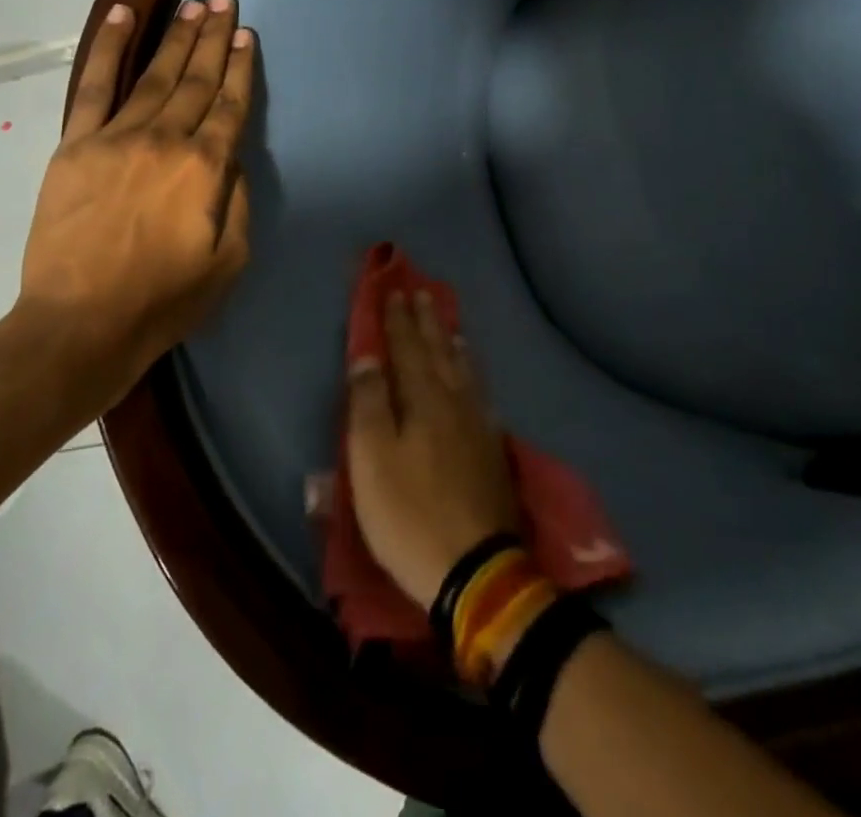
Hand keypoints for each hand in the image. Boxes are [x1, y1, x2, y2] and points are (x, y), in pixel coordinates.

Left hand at [18, 0, 254, 410]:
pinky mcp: (76, 144)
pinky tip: (124, 16)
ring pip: (155, 75)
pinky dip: (109, 48)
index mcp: (205, 168)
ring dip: (178, 38)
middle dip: (214, 38)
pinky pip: (94, 85)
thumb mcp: (229, 260)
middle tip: (226, 1)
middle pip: (196, 80)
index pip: (230, 105)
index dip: (241, 68)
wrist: (81, 323)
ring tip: (195, 6)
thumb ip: (236, 200)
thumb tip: (230, 156)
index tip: (247, 36)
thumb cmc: (163, 299)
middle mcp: (165, 139)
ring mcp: (117, 136)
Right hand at [347, 289, 519, 606]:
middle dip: (427, 322)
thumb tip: (368, 357)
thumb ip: (369, 402)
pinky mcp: (492, 451)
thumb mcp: (372, 459)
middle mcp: (454, 402)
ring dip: (452, 344)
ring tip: (450, 326)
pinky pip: (480, 394)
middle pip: (439, 352)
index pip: (407, 348)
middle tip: (423, 292)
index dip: (398, 320)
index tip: (394, 290)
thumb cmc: (409, 513)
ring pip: (464, 371)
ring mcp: (478, 426)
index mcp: (423, 399)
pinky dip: (472, 375)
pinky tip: (473, 379)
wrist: (475, 569)